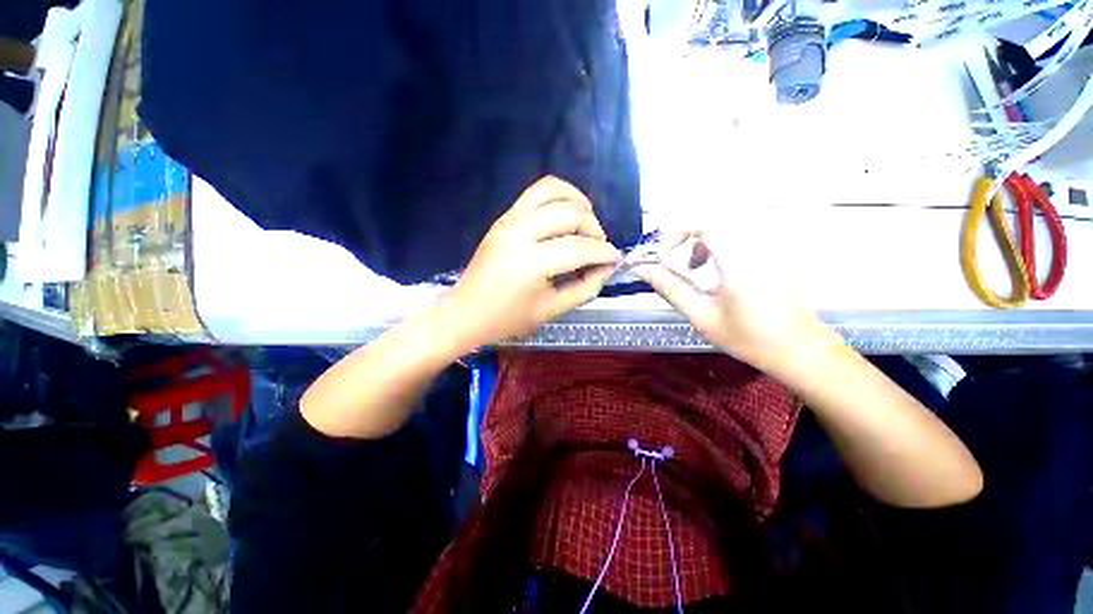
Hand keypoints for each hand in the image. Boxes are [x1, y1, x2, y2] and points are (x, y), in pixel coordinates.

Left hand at [446, 176, 620, 345]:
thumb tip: (607, 267)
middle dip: (593, 227)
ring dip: (577, 202)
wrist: (466, 312)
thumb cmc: (508, 319)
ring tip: (587, 221)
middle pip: (569, 214)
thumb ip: (584, 288)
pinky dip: (558, 196)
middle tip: (599, 246)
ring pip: (552, 190)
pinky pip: (536, 193)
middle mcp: (519, 233)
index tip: (615, 258)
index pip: (578, 248)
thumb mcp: (551, 310)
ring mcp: (508, 220)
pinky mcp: (503, 217)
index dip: (603, 252)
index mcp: (530, 264)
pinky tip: (567, 213)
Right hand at [633, 227, 835, 371]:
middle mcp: (756, 244)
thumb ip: (670, 288)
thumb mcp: (701, 315)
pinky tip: (718, 269)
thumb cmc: (748, 337)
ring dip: (702, 240)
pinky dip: (719, 244)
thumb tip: (641, 269)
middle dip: (687, 236)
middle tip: (678, 263)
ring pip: (726, 224)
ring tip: (695, 268)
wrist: (799, 349)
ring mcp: (769, 246)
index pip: (703, 221)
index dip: (676, 232)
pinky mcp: (774, 251)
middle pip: (713, 219)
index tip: (664, 257)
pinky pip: (740, 233)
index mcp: (737, 260)